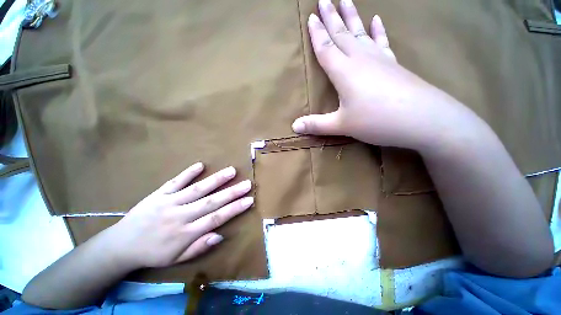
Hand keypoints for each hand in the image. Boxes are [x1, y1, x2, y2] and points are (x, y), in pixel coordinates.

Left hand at [103, 163, 253, 268]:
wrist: (121, 245)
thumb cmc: (153, 253)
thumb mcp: (176, 259)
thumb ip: (199, 247)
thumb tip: (220, 235)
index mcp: (185, 233)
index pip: (216, 219)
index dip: (234, 209)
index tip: (249, 200)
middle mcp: (180, 216)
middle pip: (211, 202)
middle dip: (232, 192)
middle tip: (247, 183)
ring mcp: (169, 202)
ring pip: (197, 189)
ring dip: (216, 180)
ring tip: (231, 171)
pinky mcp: (159, 194)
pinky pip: (175, 182)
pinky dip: (188, 173)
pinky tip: (200, 165)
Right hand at [292, 0, 479, 150]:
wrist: (424, 119)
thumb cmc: (376, 121)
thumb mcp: (341, 125)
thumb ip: (316, 125)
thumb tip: (294, 127)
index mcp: (344, 72)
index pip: (326, 48)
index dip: (317, 34)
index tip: (312, 16)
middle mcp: (360, 60)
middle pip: (342, 34)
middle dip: (332, 17)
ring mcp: (380, 60)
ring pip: (362, 32)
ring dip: (353, 16)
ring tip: (346, 0)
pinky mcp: (394, 65)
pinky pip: (383, 43)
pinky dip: (379, 31)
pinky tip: (378, 19)